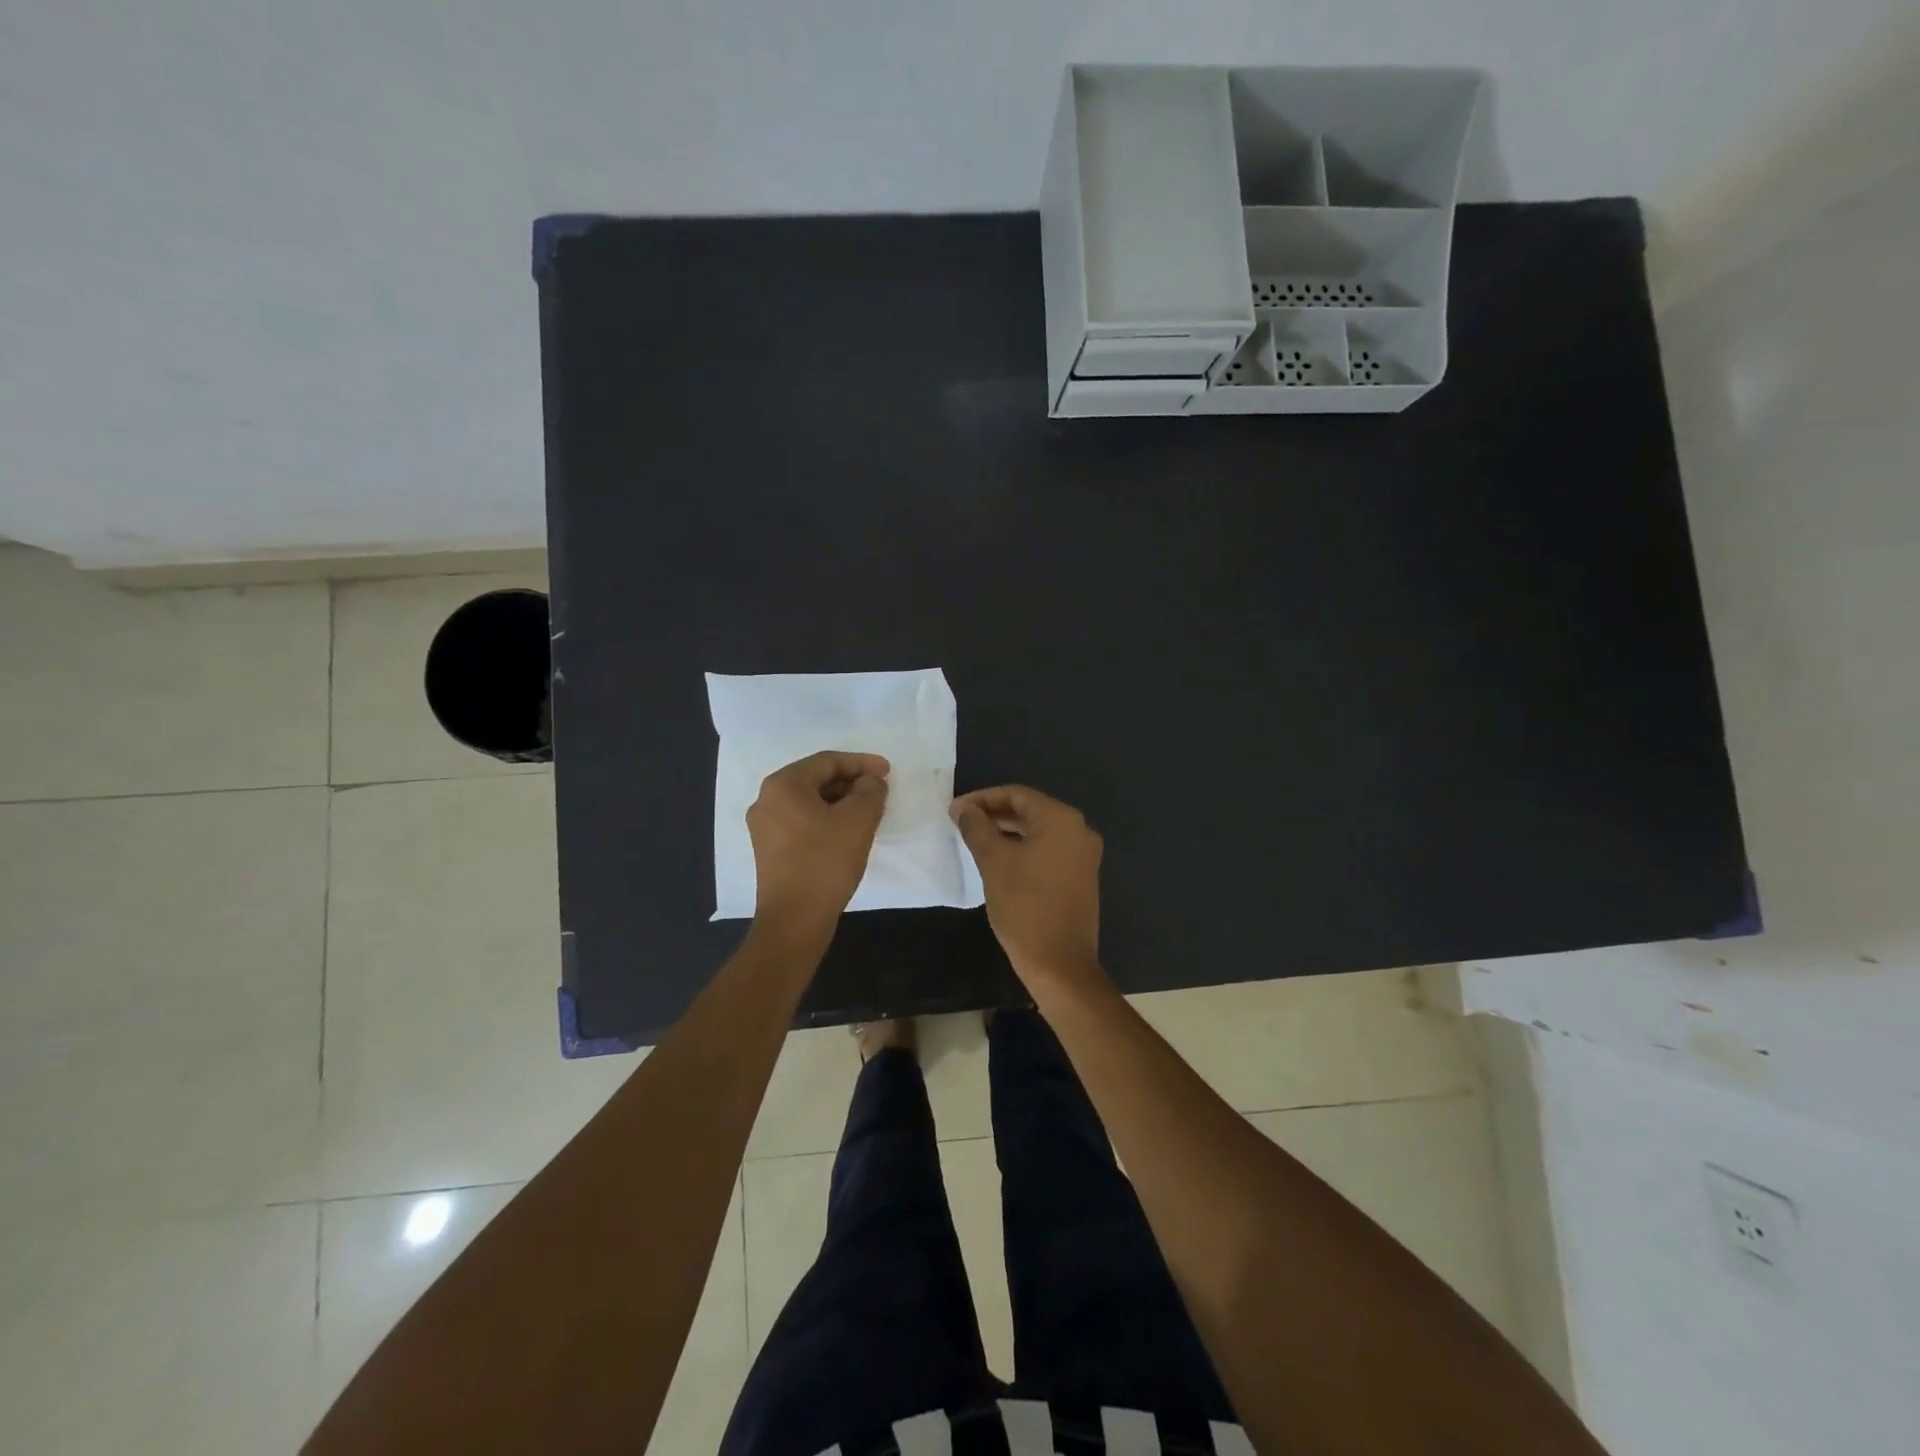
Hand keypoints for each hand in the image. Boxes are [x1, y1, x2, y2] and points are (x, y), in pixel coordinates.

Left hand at [748, 751, 889, 932]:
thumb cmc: (825, 862)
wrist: (794, 920)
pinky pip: (802, 822)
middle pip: (816, 779)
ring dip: (840, 802)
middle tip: (879, 792)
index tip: (888, 772)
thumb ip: (870, 790)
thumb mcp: (858, 819)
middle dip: (851, 782)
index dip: (861, 763)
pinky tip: (847, 833)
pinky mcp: (770, 850)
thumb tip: (869, 783)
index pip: (828, 761)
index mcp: (783, 785)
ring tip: (868, 812)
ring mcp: (764, 827)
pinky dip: (827, 820)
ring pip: (810, 802)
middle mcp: (767, 800)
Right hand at [951, 785, 1105, 989]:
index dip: (982, 798)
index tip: (954, 810)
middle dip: (994, 814)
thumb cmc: (1024, 905)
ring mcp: (1084, 855)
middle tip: (961, 823)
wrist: (1059, 963)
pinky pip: (1048, 850)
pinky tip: (999, 859)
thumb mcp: (993, 862)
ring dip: (1007, 832)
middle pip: (1030, 810)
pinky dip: (1023, 848)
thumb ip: (977, 828)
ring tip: (975, 839)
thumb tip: (964, 809)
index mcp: (1061, 819)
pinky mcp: (1081, 876)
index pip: (1016, 794)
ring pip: (1039, 831)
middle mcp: (1079, 830)